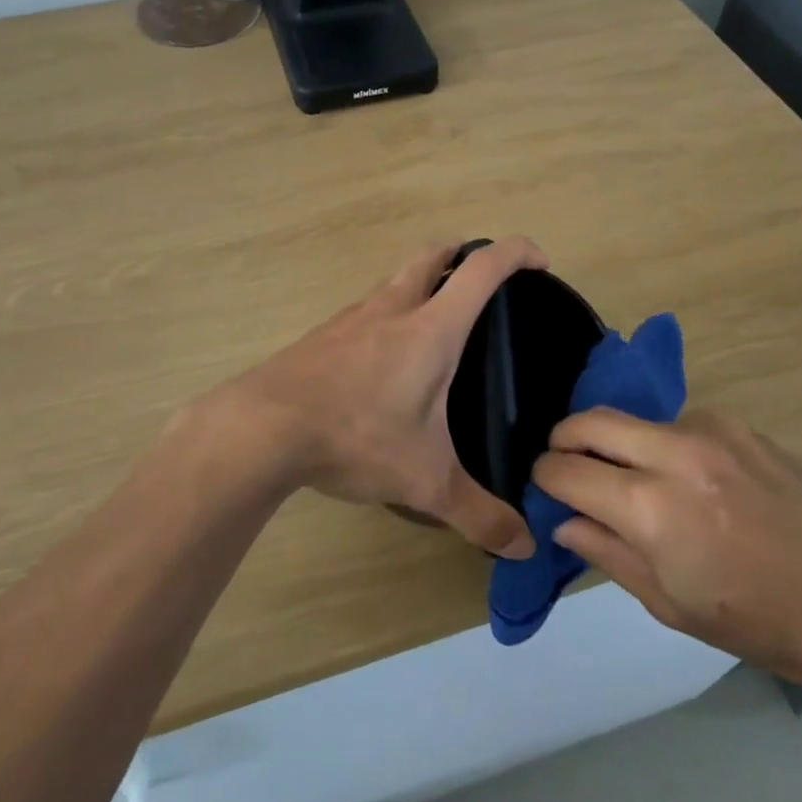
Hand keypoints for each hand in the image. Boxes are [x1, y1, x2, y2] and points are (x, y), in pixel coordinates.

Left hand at [205, 239, 546, 558]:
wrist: (261, 428)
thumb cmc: (355, 436)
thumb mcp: (424, 481)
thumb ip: (478, 514)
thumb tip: (523, 547)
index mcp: (430, 328)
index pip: (482, 269)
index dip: (516, 253)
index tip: (539, 262)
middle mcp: (392, 309)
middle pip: (433, 255)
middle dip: (463, 255)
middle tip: (484, 283)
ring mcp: (351, 318)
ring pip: (396, 281)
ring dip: (422, 285)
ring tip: (436, 327)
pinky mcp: (322, 336)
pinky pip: (366, 311)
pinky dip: (388, 316)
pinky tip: (384, 362)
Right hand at [533, 409, 801, 693]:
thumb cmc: (761, 623)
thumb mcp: (670, 605)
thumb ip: (607, 553)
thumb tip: (564, 521)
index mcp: (652, 508)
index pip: (567, 471)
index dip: (544, 478)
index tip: (544, 488)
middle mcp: (675, 453)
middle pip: (590, 420)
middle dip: (564, 439)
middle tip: (567, 466)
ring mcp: (712, 431)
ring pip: (635, 419)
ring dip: (620, 443)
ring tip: (638, 482)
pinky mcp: (741, 426)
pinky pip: (680, 425)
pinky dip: (665, 446)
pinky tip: (693, 482)